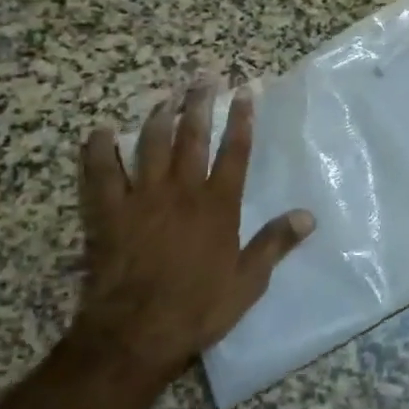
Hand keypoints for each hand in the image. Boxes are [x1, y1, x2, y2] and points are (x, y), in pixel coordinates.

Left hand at [74, 82, 312, 387]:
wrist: (136, 333)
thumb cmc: (197, 308)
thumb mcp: (248, 281)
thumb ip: (276, 243)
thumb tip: (309, 215)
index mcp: (217, 204)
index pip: (234, 151)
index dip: (241, 120)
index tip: (244, 92)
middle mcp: (182, 190)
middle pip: (192, 137)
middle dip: (199, 103)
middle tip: (203, 76)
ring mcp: (142, 197)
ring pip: (150, 145)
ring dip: (158, 117)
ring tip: (163, 95)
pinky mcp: (109, 212)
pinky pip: (101, 173)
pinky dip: (98, 150)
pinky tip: (99, 131)